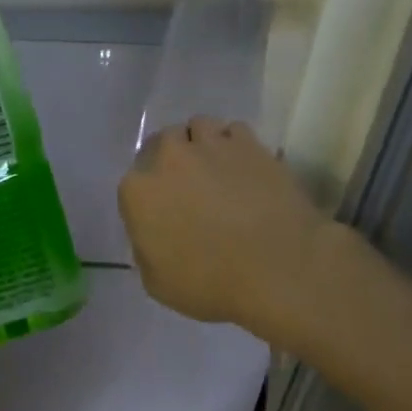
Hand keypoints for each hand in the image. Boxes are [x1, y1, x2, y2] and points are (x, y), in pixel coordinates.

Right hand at [119, 117, 336, 345]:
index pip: (133, 183)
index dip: (148, 198)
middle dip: (171, 160)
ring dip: (201, 143)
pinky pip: (234, 130)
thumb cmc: (211, 284)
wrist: (278, 269)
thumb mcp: (157, 283)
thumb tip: (153, 235)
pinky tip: (244, 166)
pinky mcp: (250, 144)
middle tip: (189, 186)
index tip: (163, 214)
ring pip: (198, 127)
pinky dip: (235, 144)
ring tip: (217, 167)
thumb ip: (146, 250)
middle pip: (163, 143)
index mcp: (138, 191)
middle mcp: (169, 158)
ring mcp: (211, 145)